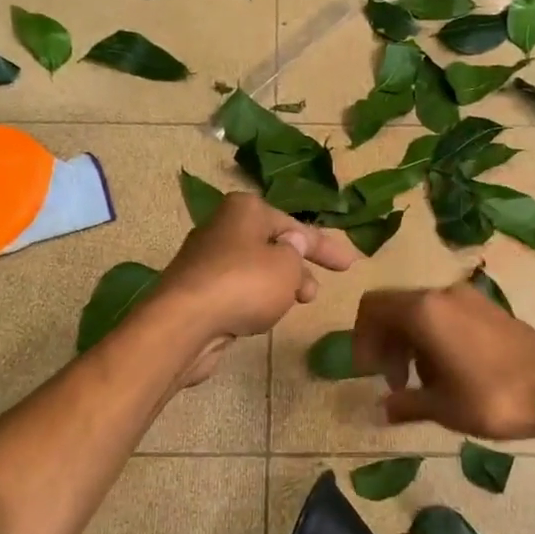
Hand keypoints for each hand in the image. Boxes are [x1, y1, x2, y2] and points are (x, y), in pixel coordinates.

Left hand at [155, 193, 357, 385]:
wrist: (185, 322)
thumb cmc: (244, 284)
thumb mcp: (287, 266)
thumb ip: (297, 254)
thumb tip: (292, 244)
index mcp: (245, 210)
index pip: (294, 225)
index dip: (324, 246)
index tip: (349, 266)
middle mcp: (223, 228)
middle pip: (271, 245)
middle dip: (298, 268)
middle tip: (313, 294)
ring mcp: (206, 260)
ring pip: (255, 269)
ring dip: (278, 285)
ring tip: (292, 306)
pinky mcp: (197, 290)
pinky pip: (236, 289)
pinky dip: (255, 299)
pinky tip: (261, 317)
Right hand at [353, 283, 534, 438]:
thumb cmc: (495, 398)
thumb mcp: (443, 408)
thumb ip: (405, 404)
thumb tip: (383, 408)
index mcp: (425, 311)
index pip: (373, 308)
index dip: (362, 339)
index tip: (370, 372)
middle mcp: (443, 294)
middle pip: (395, 308)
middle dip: (386, 343)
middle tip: (395, 382)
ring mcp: (469, 298)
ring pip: (421, 312)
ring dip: (410, 343)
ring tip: (422, 383)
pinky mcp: (489, 308)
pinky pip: (445, 315)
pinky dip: (434, 338)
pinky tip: (449, 372)